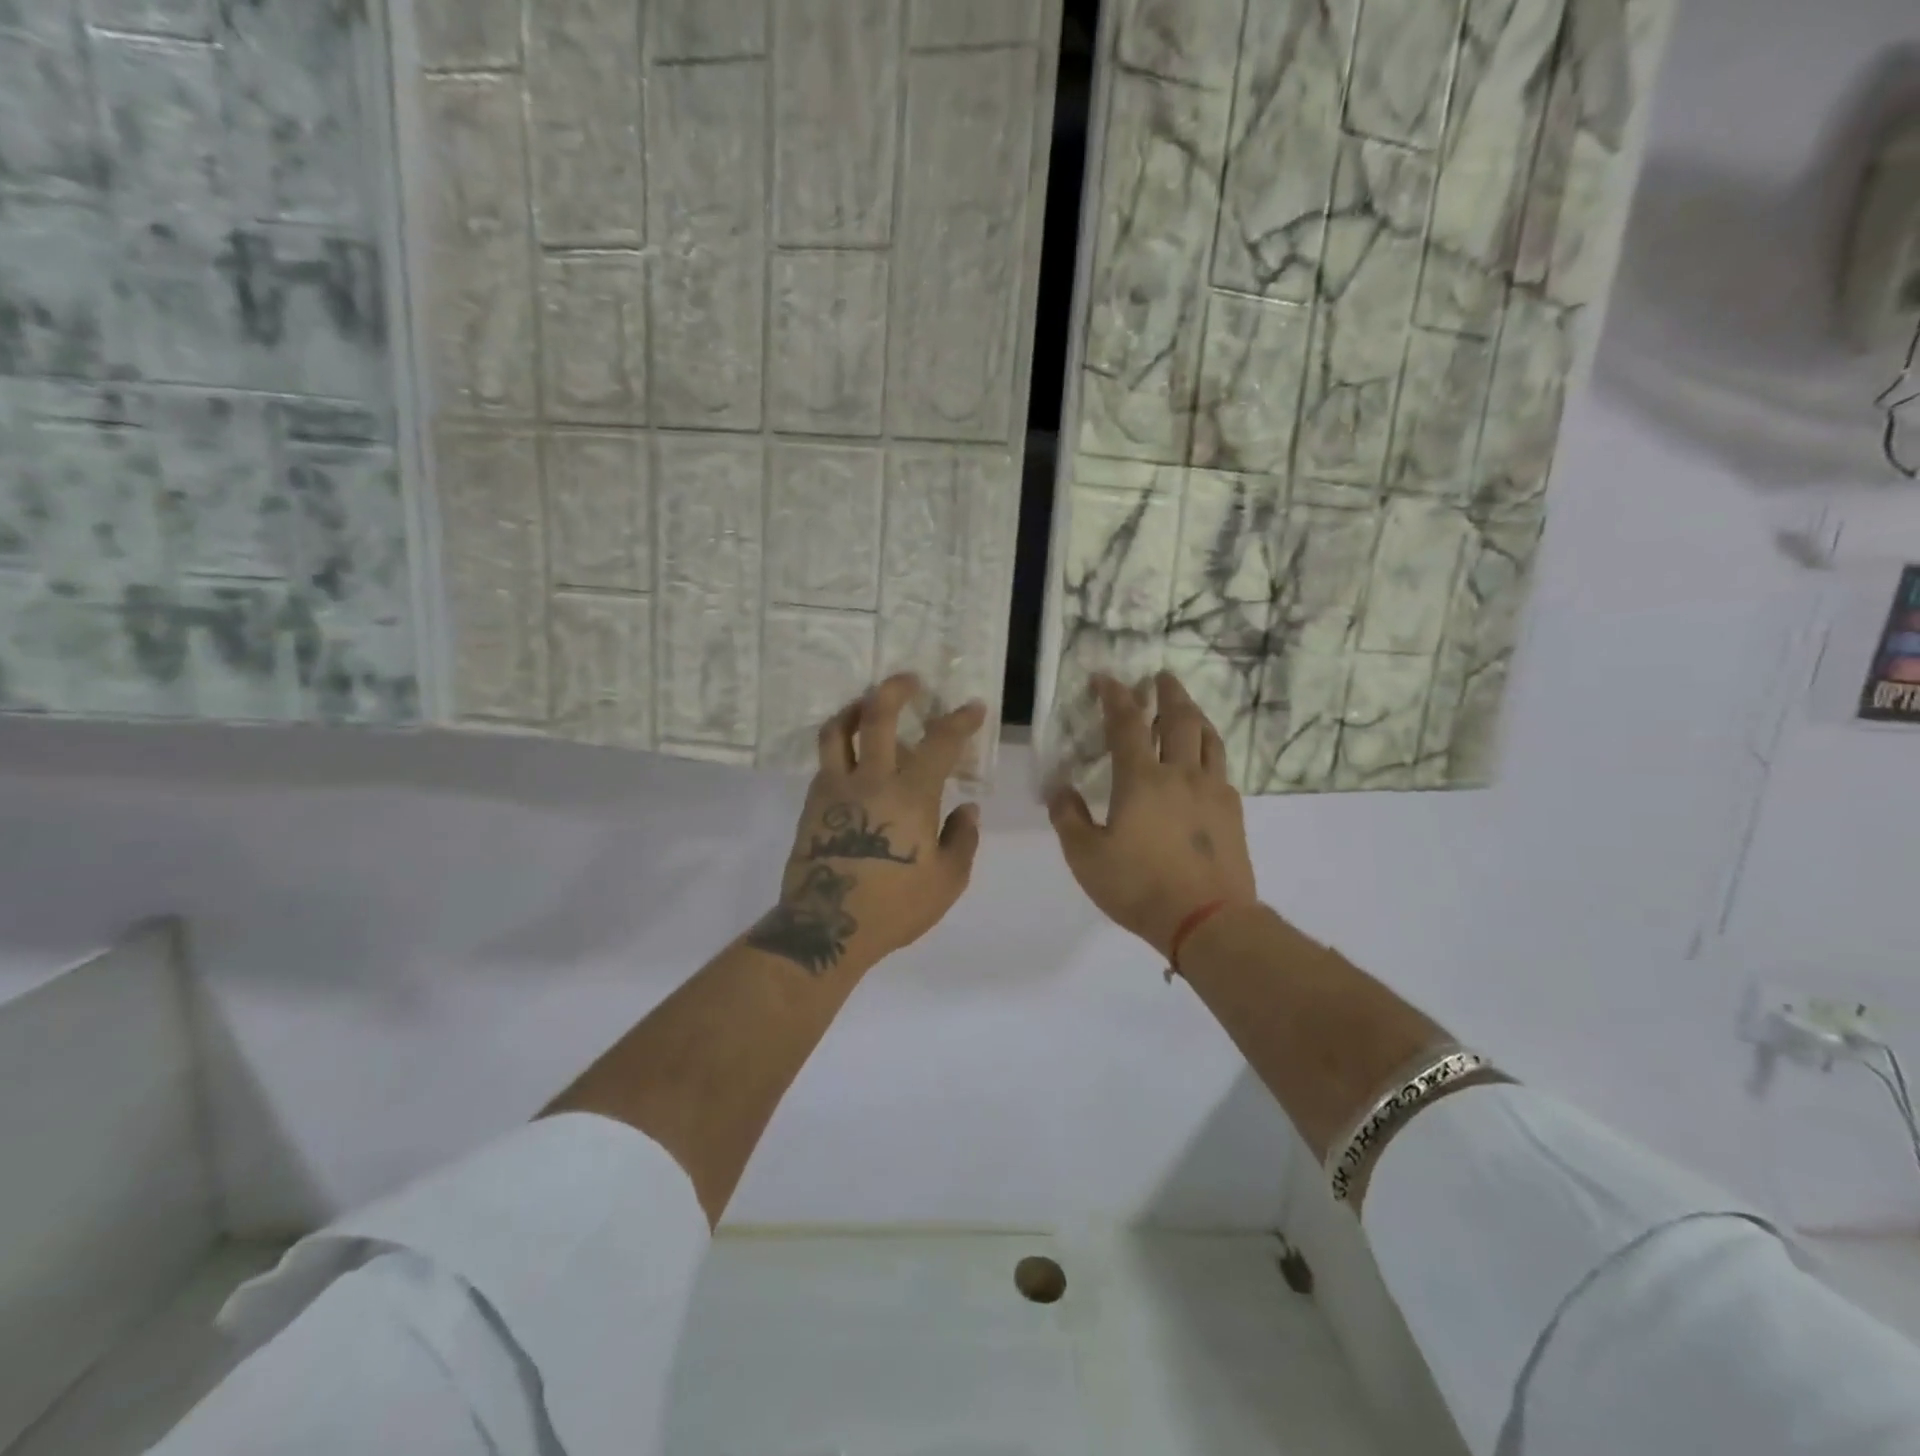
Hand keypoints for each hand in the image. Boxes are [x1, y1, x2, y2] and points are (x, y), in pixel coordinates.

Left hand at [747, 674, 985, 976]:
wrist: (825, 928)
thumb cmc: (893, 906)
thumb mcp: (946, 881)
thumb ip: (961, 839)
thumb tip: (967, 808)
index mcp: (910, 795)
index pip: (940, 742)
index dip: (960, 720)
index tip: (972, 707)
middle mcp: (870, 779)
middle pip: (877, 716)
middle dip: (895, 689)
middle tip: (909, 680)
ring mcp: (835, 789)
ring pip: (838, 731)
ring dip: (855, 709)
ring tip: (867, 707)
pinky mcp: (811, 804)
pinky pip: (826, 762)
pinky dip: (841, 749)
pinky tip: (853, 762)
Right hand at [1048, 672, 1257, 959]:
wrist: (1208, 920)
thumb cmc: (1139, 887)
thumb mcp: (1086, 857)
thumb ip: (1069, 818)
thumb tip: (1060, 788)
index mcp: (1141, 779)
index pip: (1126, 723)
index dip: (1115, 696)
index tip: (1106, 678)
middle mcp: (1180, 773)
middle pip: (1179, 719)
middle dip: (1168, 693)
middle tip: (1161, 677)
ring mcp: (1212, 790)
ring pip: (1208, 738)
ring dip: (1195, 715)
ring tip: (1187, 708)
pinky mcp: (1233, 811)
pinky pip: (1222, 766)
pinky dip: (1210, 749)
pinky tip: (1204, 760)